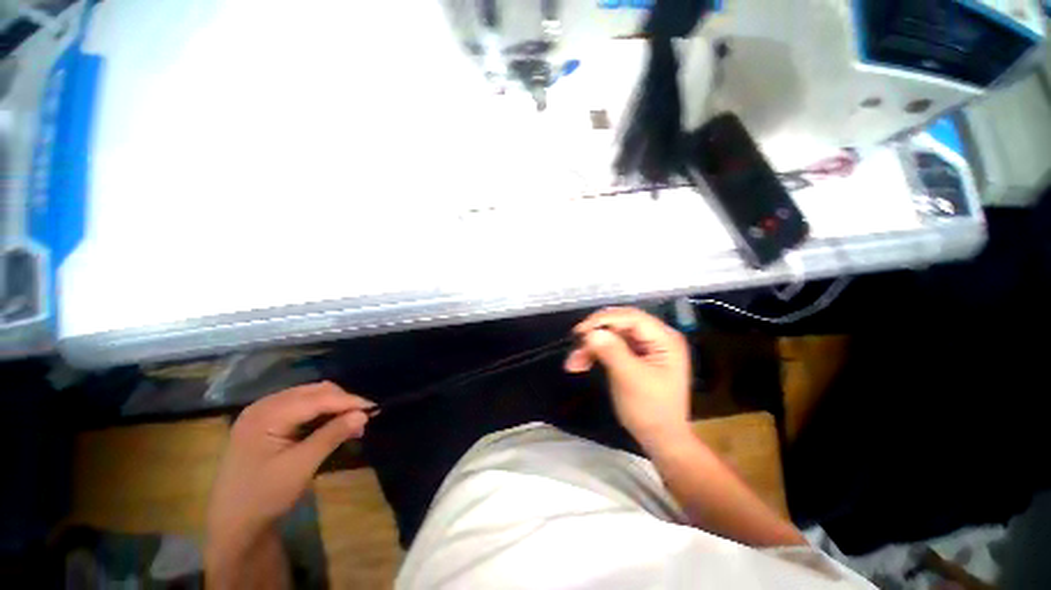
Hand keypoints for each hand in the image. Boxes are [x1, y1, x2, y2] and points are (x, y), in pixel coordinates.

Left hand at [208, 382, 374, 544]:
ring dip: (333, 406)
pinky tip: (331, 424)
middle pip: (313, 392)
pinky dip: (320, 412)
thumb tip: (363, 414)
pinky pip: (300, 406)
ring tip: (351, 422)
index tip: (374, 408)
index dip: (348, 401)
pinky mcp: (265, 422)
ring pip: (308, 396)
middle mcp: (263, 406)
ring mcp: (262, 413)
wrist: (232, 524)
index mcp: (266, 415)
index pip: (317, 398)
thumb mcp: (301, 467)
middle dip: (341, 402)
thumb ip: (332, 435)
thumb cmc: (264, 496)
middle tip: (363, 418)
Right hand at [564, 307, 691, 446]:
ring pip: (612, 335)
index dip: (603, 320)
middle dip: (595, 335)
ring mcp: (646, 346)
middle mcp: (657, 337)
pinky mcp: (635, 356)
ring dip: (592, 347)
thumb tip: (591, 332)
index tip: (580, 332)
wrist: (661, 439)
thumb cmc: (651, 410)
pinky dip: (596, 353)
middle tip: (575, 346)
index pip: (631, 317)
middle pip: (619, 324)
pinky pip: (612, 346)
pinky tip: (581, 363)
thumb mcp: (630, 379)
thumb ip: (612, 352)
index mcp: (665, 339)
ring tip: (573, 363)